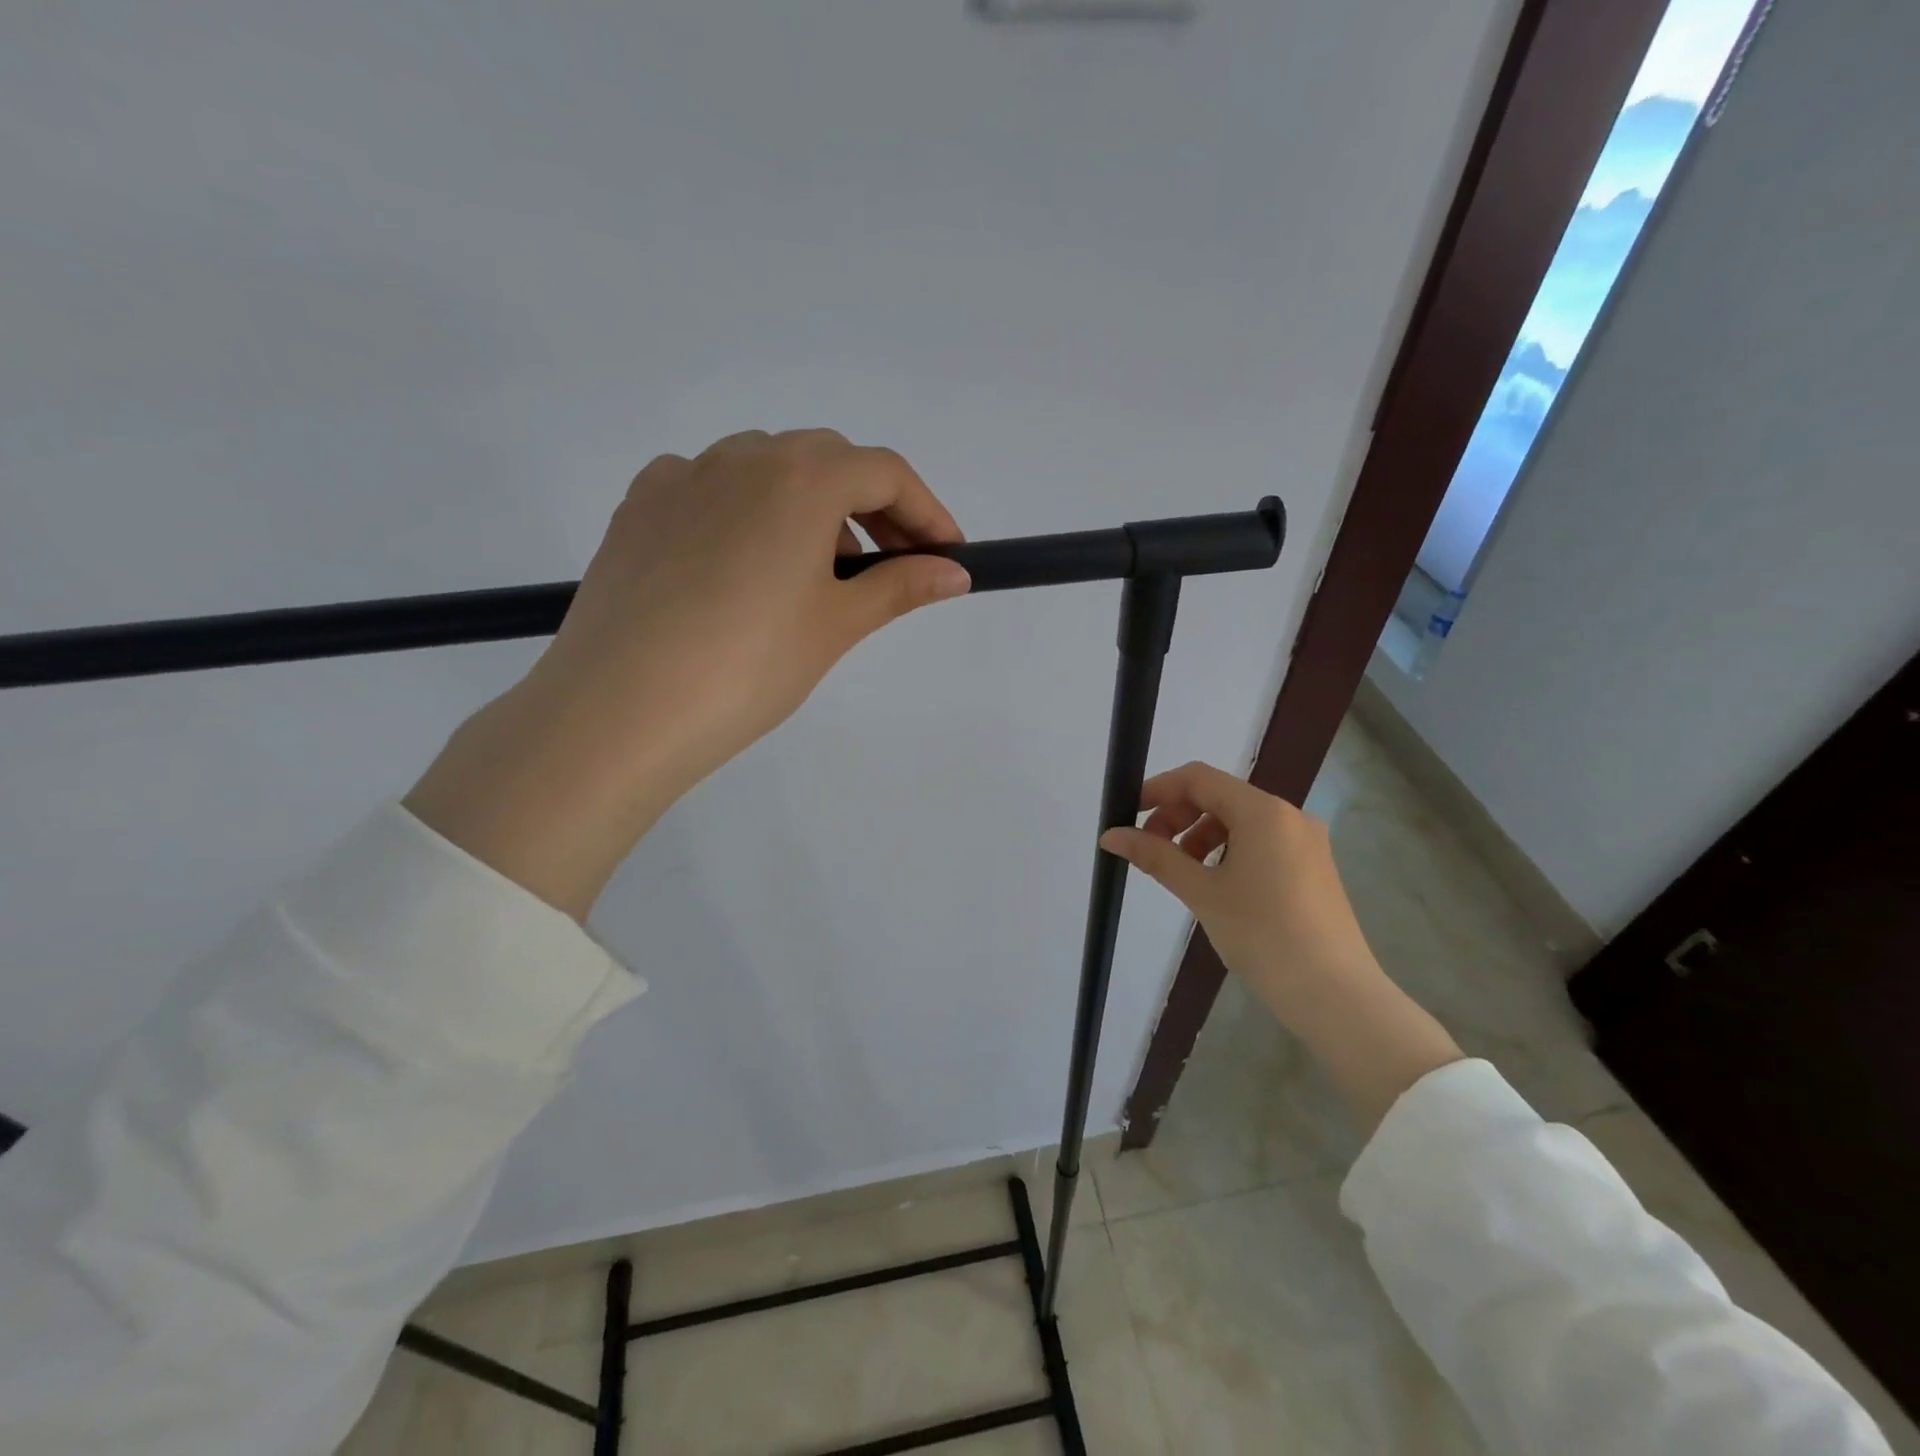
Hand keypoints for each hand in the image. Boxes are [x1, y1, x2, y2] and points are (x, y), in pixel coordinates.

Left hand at [405, 429, 970, 918]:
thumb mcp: (836, 625)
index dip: (927, 512)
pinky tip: (743, 565)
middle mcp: (740, 456)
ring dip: (810, 507)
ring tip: (816, 575)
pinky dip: (746, 512)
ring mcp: (681, 477)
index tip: (947, 556)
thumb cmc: (749, 666)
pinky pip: (710, 488)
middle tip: (889, 567)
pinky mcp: (638, 508)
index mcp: (800, 477)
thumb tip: (954, 573)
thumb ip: (901, 587)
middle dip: (872, 507)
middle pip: (827, 461)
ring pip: (767, 470)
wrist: (620, 710)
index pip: (885, 473)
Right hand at [1099, 762, 1376, 1022]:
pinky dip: (1228, 850)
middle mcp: (1288, 815)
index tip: (1127, 813)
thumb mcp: (1202, 892)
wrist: (1334, 993)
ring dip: (1200, 835)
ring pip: (1239, 820)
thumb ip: (1155, 856)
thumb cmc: (1262, 935)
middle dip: (1178, 816)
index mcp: (1262, 811)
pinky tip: (1215, 883)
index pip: (1198, 779)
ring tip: (1180, 871)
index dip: (1158, 790)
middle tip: (1150, 849)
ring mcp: (1305, 841)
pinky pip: (1260, 841)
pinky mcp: (1313, 866)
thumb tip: (1111, 836)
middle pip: (1219, 796)